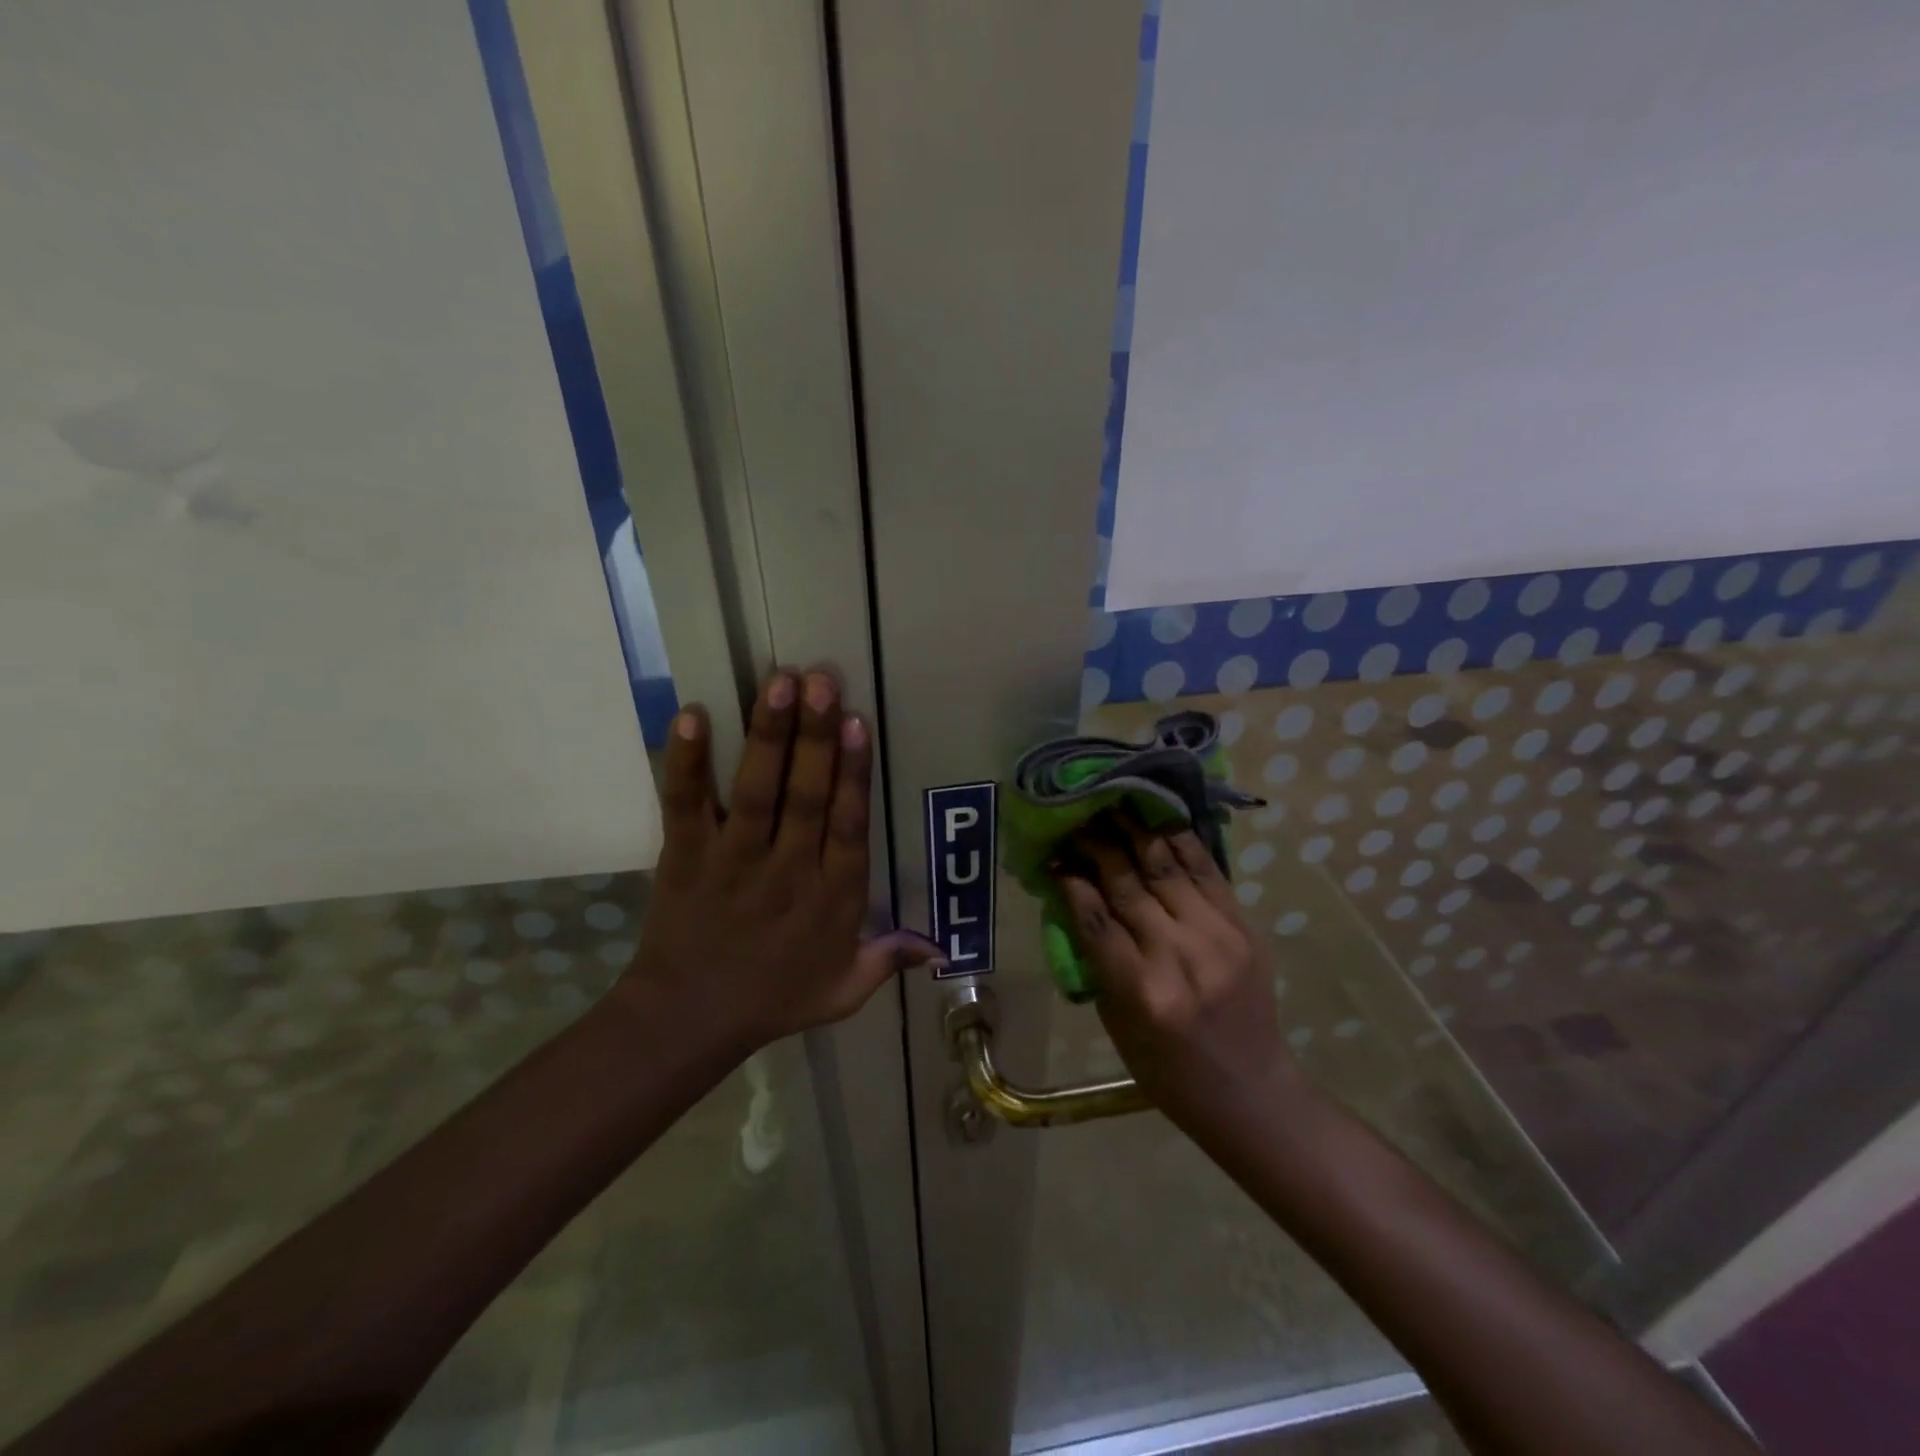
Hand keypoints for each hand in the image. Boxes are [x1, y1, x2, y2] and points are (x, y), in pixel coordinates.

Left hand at [623, 669, 942, 1054]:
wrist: (688, 1021)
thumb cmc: (773, 1000)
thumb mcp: (843, 991)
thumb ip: (888, 960)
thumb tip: (940, 947)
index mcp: (831, 897)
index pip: (849, 826)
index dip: (854, 774)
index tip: (857, 723)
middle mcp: (787, 870)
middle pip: (806, 796)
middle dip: (815, 737)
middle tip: (821, 680)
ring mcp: (733, 860)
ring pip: (755, 791)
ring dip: (767, 736)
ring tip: (778, 683)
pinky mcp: (685, 855)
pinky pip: (685, 804)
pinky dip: (685, 762)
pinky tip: (691, 715)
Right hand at [1053, 815, 1301, 1132]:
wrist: (1247, 1090)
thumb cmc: (1166, 1069)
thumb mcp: (1115, 1021)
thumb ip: (1096, 958)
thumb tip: (1075, 897)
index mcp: (1140, 991)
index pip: (1094, 917)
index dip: (1070, 880)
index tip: (1053, 854)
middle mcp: (1178, 956)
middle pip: (1127, 884)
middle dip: (1097, 845)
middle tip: (1077, 819)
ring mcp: (1217, 937)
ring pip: (1166, 867)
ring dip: (1135, 831)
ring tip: (1113, 805)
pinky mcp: (1243, 927)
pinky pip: (1207, 871)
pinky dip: (1180, 842)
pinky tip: (1159, 819)